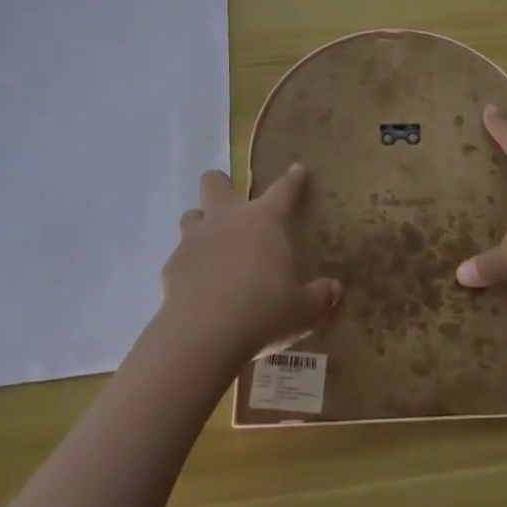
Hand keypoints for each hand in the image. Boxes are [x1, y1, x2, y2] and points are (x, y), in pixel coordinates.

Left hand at [159, 166, 341, 363]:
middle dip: (222, 184)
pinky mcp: (171, 266)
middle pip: (215, 182)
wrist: (203, 337)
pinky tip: (196, 285)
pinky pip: (179, 255)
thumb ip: (319, 296)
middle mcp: (227, 219)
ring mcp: (195, 240)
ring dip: (201, 224)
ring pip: (191, 215)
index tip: (296, 169)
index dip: (292, 179)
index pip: (283, 189)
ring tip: (212, 246)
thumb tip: (335, 290)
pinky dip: (188, 265)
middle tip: (232, 202)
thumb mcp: (302, 311)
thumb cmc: (263, 314)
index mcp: (265, 221)